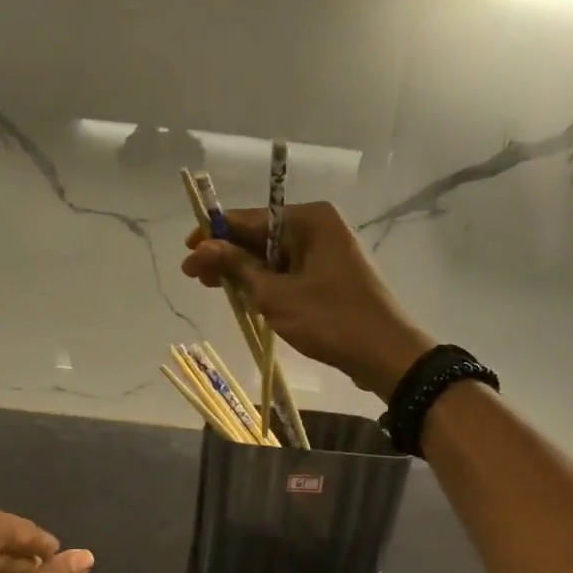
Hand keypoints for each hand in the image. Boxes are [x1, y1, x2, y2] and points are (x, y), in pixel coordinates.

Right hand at [182, 202, 432, 397]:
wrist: (385, 353)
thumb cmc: (329, 319)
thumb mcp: (275, 294)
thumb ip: (237, 267)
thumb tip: (202, 247)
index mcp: (310, 219)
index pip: (249, 218)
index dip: (215, 234)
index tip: (187, 251)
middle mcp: (320, 227)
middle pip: (260, 236)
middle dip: (227, 255)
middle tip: (194, 276)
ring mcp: (327, 252)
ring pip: (273, 257)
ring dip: (244, 272)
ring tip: (214, 288)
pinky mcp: (331, 276)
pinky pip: (289, 272)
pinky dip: (267, 283)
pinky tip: (245, 296)